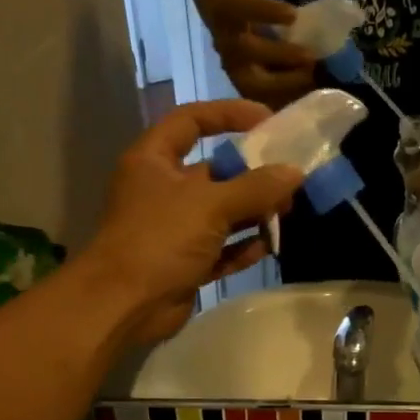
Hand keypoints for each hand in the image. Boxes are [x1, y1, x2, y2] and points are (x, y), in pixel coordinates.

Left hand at [78, 101, 301, 343]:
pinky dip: (243, 247)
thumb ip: (255, 187)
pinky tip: (268, 247)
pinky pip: (221, 249)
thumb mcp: (211, 205)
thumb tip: (295, 172)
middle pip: (214, 171)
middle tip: (289, 179)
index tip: (267, 121)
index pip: (191, 121)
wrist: (125, 304)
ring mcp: (174, 229)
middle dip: (252, 174)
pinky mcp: (185, 263)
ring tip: (287, 213)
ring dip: (253, 212)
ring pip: (221, 213)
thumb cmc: (160, 240)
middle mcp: (163, 190)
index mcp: (154, 160)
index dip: (228, 115)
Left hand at [203, 0, 316, 107]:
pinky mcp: (222, 5)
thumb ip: (295, 69)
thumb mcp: (275, 54)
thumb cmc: (256, 28)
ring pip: (248, 51)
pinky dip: (266, 13)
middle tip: (313, 78)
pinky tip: (292, 15)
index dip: (291, 105)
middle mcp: (234, 66)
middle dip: (283, 85)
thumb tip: (331, 83)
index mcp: (248, 82)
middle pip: (253, 85)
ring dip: (280, 54)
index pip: (269, 102)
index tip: (320, 101)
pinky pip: (241, 10)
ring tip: (309, 54)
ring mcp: (225, 36)